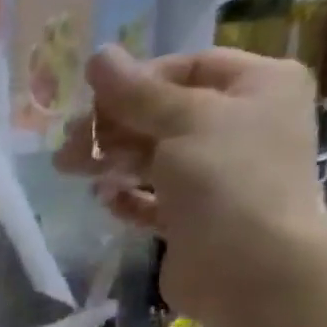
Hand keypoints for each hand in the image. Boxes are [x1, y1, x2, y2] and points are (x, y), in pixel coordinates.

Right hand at [55, 45, 326, 326]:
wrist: (252, 270)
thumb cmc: (228, 180)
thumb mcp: (183, 120)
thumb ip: (135, 92)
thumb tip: (97, 56)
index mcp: (258, 87)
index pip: (188, 68)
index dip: (137, 81)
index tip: (93, 101)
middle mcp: (241, 127)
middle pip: (164, 114)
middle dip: (113, 126)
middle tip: (68, 144)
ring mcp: (217, 176)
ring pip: (153, 157)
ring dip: (111, 160)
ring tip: (72, 170)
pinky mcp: (193, 218)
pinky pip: (152, 199)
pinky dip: (127, 197)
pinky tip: (105, 199)